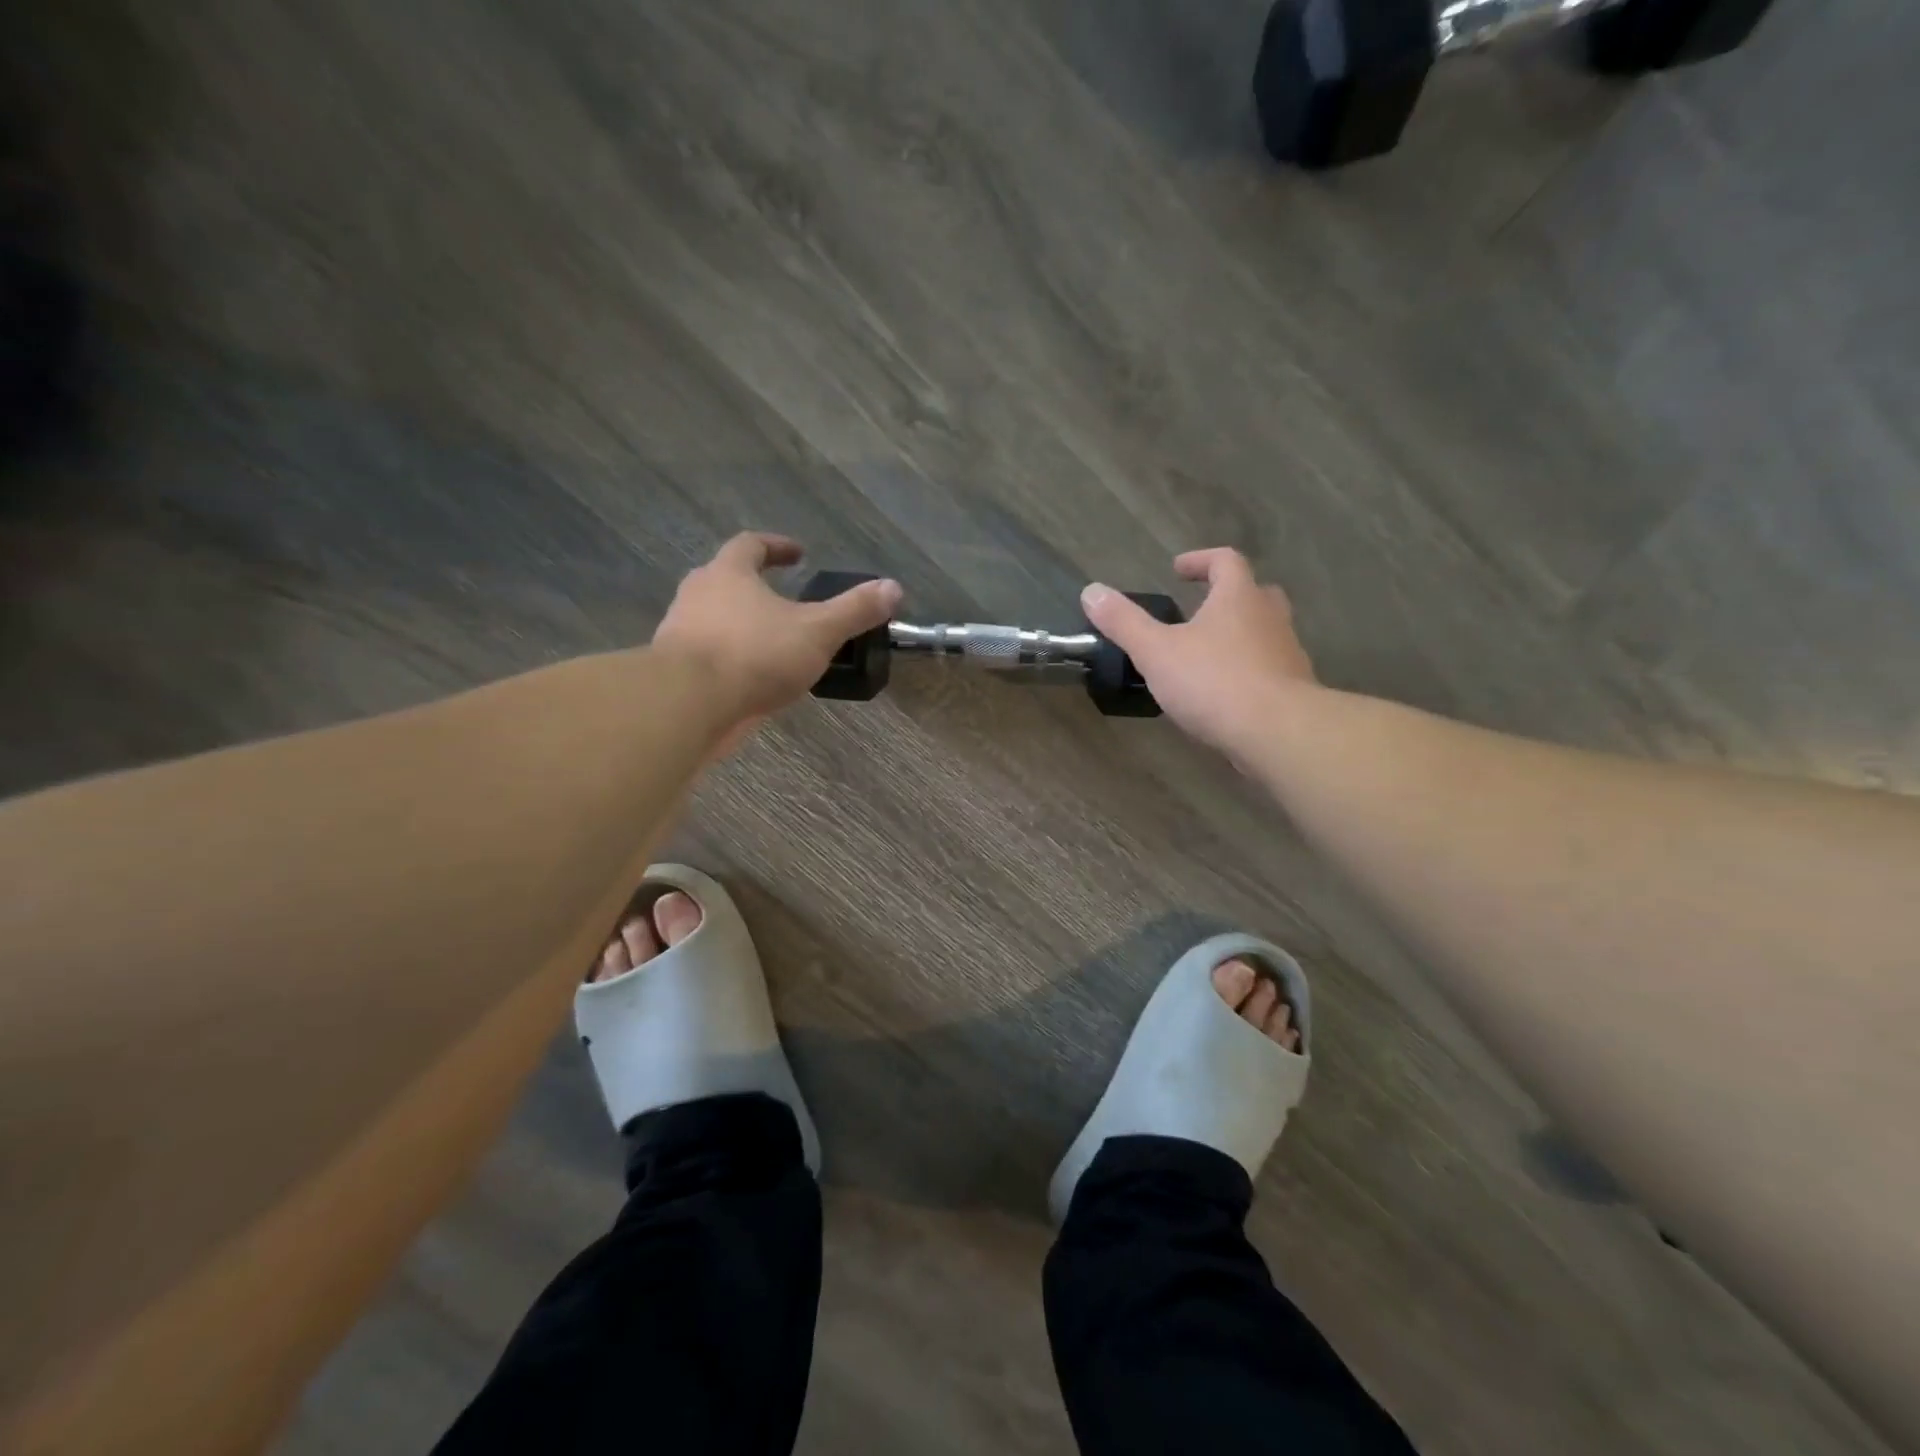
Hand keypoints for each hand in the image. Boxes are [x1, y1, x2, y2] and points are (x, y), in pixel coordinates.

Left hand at [654, 533, 901, 728]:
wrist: (687, 704)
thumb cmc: (754, 654)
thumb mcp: (817, 631)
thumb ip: (854, 611)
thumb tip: (893, 587)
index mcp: (728, 574)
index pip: (751, 544)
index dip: (777, 546)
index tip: (798, 555)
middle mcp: (697, 594)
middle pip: (725, 579)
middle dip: (754, 586)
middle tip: (784, 600)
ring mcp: (679, 632)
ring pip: (712, 618)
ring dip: (740, 624)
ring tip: (771, 644)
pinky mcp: (673, 670)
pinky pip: (706, 655)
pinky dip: (728, 659)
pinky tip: (750, 679)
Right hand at [1081, 548, 1316, 756]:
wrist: (1277, 732)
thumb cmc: (1214, 681)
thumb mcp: (1156, 651)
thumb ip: (1124, 622)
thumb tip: (1091, 592)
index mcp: (1239, 598)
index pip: (1225, 561)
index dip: (1201, 561)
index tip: (1177, 570)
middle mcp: (1270, 618)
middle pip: (1255, 593)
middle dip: (1227, 597)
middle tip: (1201, 609)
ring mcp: (1287, 654)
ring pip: (1265, 633)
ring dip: (1239, 636)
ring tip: (1207, 656)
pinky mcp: (1294, 690)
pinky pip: (1269, 669)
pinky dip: (1248, 672)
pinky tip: (1225, 694)